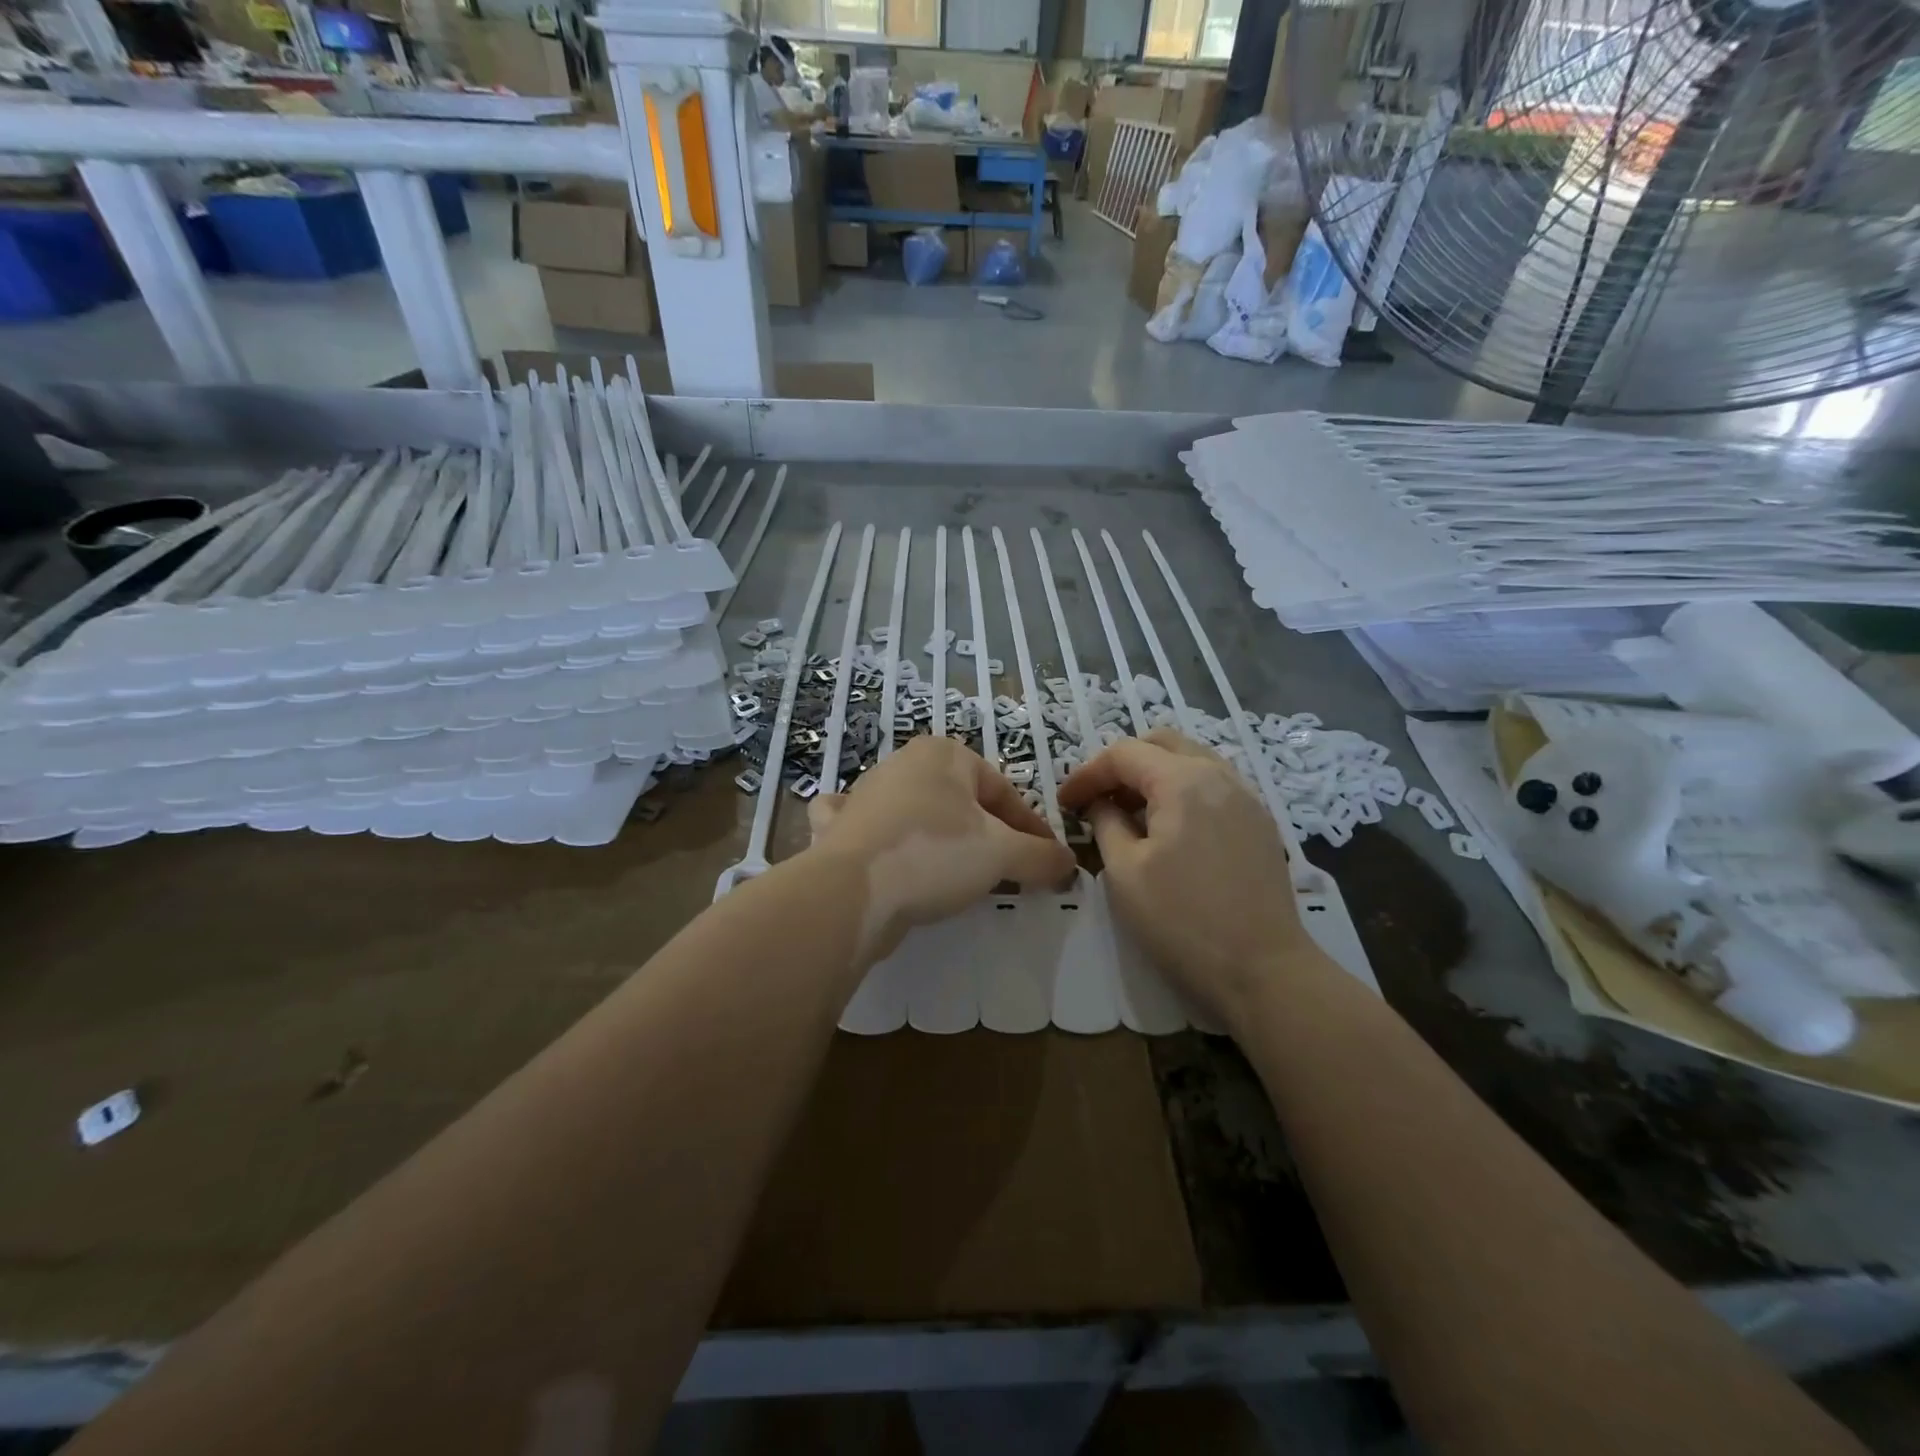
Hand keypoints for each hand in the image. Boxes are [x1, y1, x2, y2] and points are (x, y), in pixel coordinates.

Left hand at [807, 736, 1075, 956]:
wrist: (852, 891)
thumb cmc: (935, 854)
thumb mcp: (1002, 855)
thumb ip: (1041, 856)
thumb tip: (1069, 863)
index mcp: (945, 754)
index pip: (1003, 792)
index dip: (1032, 829)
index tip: (1049, 861)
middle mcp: (902, 764)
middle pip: (962, 803)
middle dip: (988, 835)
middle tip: (1008, 871)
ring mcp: (865, 795)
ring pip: (917, 813)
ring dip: (941, 838)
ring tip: (960, 874)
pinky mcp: (840, 829)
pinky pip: (867, 826)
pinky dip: (878, 835)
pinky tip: (884, 850)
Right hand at [1058, 728, 1322, 1028]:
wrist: (1262, 969)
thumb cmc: (1182, 921)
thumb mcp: (1124, 872)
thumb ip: (1106, 824)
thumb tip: (1101, 805)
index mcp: (1182, 781)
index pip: (1123, 754)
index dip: (1087, 774)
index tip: (1065, 803)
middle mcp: (1218, 775)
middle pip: (1161, 743)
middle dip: (1122, 764)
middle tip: (1098, 799)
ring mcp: (1246, 797)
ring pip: (1191, 760)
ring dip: (1154, 775)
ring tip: (1131, 813)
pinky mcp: (1260, 822)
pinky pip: (1213, 785)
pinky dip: (1183, 790)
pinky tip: (1170, 829)